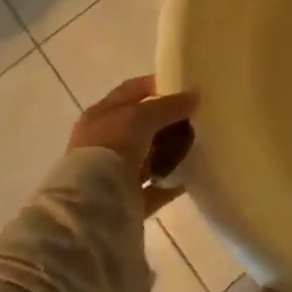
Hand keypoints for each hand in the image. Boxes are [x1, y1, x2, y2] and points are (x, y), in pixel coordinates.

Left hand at [69, 75, 198, 218]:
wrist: (93, 206)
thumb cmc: (111, 148)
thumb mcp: (140, 117)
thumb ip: (168, 106)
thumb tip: (194, 94)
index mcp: (101, 116)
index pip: (131, 91)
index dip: (156, 86)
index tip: (184, 87)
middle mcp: (104, 142)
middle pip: (142, 125)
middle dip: (168, 121)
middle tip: (197, 118)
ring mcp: (114, 172)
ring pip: (149, 156)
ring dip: (171, 151)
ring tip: (198, 145)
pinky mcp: (127, 200)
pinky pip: (155, 187)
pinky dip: (171, 181)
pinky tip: (192, 175)